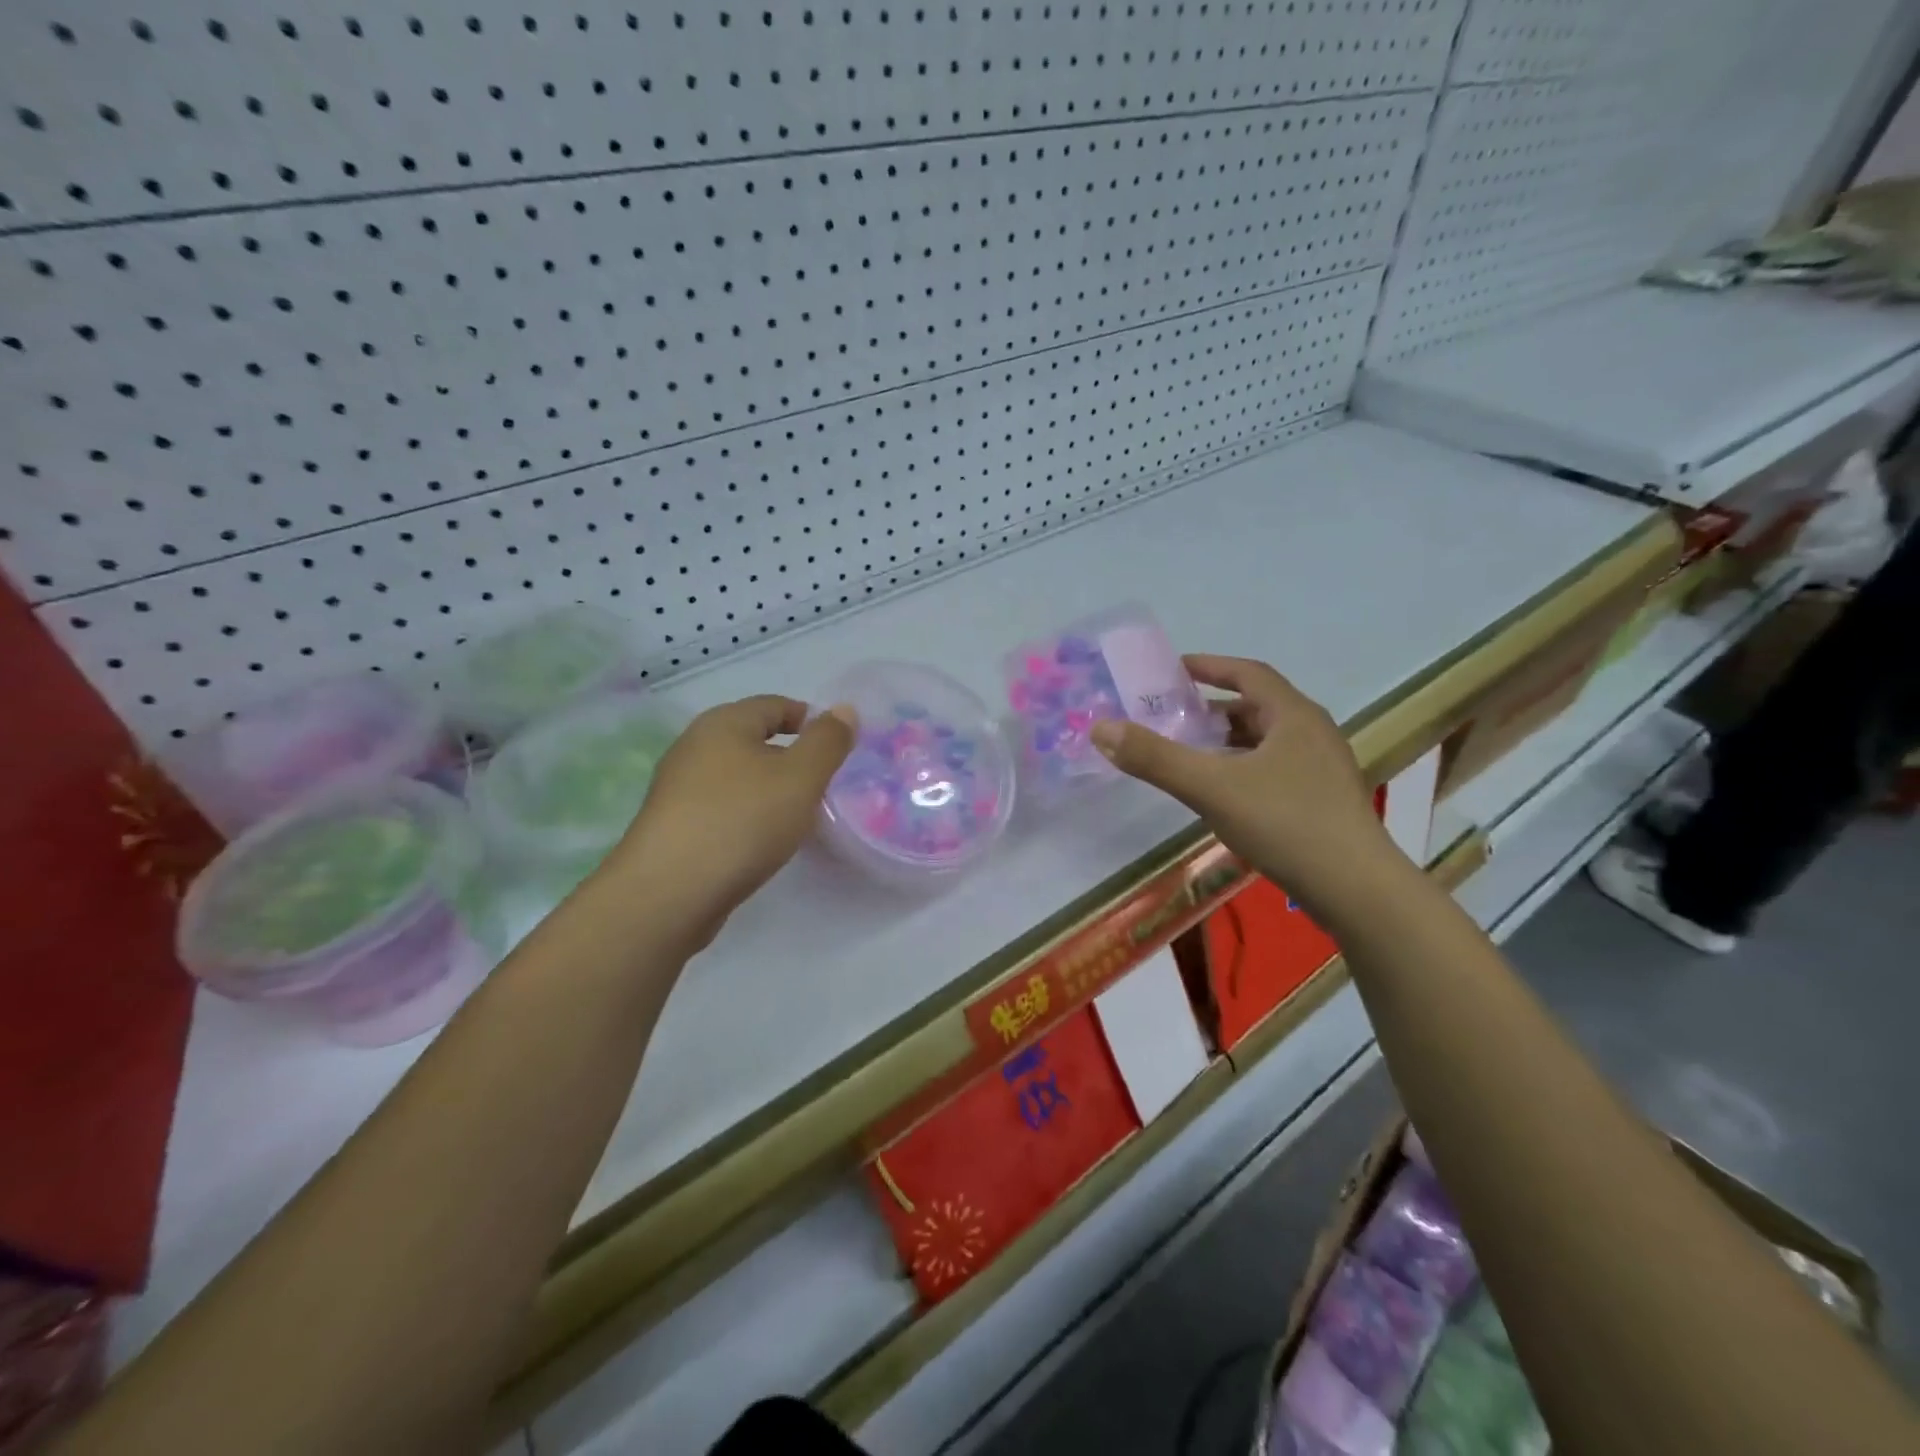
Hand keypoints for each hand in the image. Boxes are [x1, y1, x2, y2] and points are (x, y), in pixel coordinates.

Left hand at [612, 695, 854, 947]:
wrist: (669, 893)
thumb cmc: (742, 821)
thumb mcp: (801, 777)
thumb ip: (827, 741)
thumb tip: (844, 709)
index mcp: (723, 723)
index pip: (774, 705)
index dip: (809, 719)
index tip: (837, 747)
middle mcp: (694, 746)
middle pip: (751, 738)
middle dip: (789, 756)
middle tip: (821, 783)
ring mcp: (677, 787)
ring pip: (735, 775)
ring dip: (767, 787)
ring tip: (795, 815)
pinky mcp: (671, 825)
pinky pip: (720, 806)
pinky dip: (746, 813)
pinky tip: (760, 840)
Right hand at [1089, 655, 1398, 917]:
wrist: (1357, 890)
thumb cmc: (1285, 824)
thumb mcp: (1210, 787)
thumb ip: (1154, 758)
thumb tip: (1101, 728)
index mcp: (1293, 716)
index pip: (1249, 673)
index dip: (1210, 666)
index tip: (1175, 669)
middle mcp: (1313, 733)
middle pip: (1259, 707)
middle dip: (1215, 708)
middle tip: (1175, 717)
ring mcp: (1324, 769)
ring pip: (1269, 741)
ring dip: (1230, 741)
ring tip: (1194, 753)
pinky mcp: (1325, 801)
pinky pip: (1277, 768)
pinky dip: (1245, 768)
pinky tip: (1226, 794)